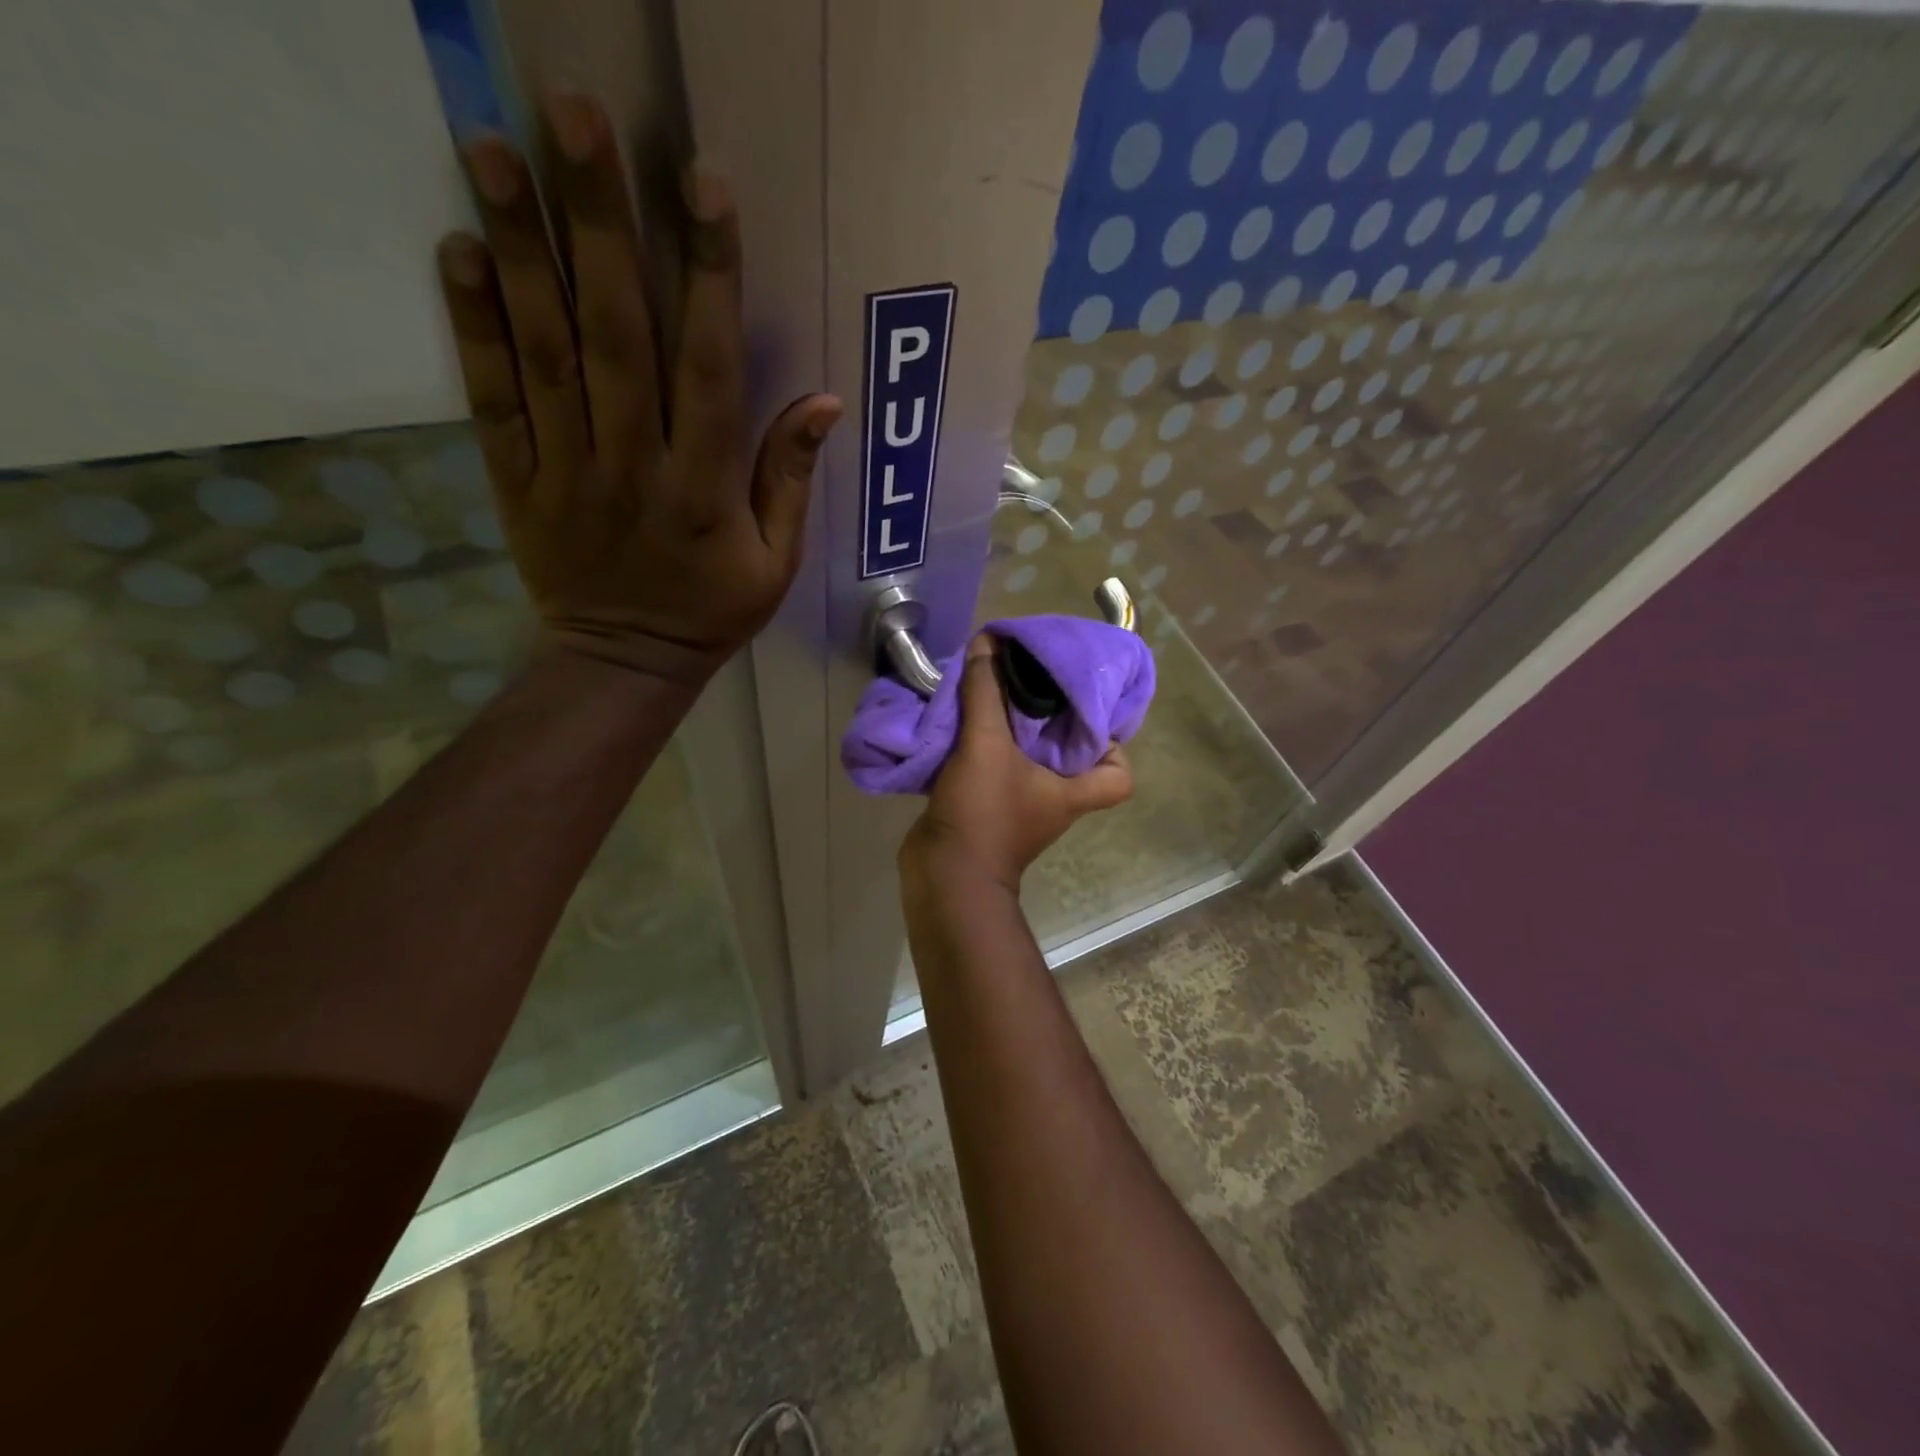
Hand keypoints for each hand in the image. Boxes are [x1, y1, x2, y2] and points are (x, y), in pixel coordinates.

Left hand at [436, 94, 841, 685]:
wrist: (624, 662)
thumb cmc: (712, 611)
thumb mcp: (776, 563)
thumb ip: (790, 480)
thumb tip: (823, 402)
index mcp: (704, 489)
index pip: (710, 369)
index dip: (709, 277)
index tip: (702, 185)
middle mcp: (634, 466)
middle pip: (617, 336)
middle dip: (600, 225)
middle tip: (575, 116)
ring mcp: (567, 470)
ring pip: (546, 352)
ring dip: (523, 249)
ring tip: (496, 147)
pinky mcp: (517, 479)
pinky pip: (493, 399)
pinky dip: (474, 326)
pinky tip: (461, 249)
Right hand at [902, 635, 1133, 892]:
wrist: (944, 876)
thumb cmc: (984, 814)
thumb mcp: (986, 746)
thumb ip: (986, 693)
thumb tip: (988, 643)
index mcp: (1071, 792)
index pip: (1120, 776)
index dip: (1115, 746)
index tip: (1088, 713)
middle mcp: (1052, 801)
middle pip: (1069, 759)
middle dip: (1052, 722)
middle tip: (1035, 685)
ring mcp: (1019, 808)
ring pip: (1026, 762)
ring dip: (1012, 732)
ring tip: (997, 695)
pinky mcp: (986, 811)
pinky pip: (992, 771)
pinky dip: (982, 748)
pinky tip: (964, 722)